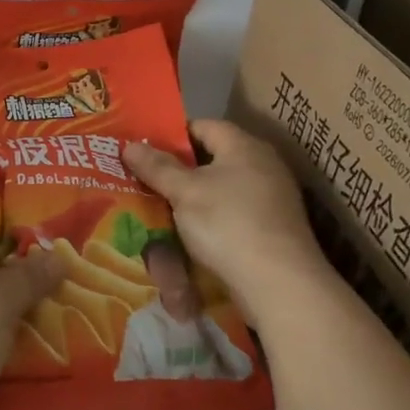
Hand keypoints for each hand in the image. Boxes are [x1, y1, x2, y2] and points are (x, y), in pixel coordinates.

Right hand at [124, 120, 330, 313]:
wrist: (279, 284)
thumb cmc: (228, 223)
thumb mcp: (184, 192)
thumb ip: (157, 167)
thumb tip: (130, 145)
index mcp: (244, 146)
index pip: (203, 125)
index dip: (172, 135)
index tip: (144, 149)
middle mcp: (262, 165)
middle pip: (212, 158)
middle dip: (179, 169)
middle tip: (145, 178)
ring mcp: (271, 198)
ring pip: (221, 188)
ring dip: (193, 197)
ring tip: (160, 206)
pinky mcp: (272, 228)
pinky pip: (232, 213)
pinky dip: (210, 218)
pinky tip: (189, 232)